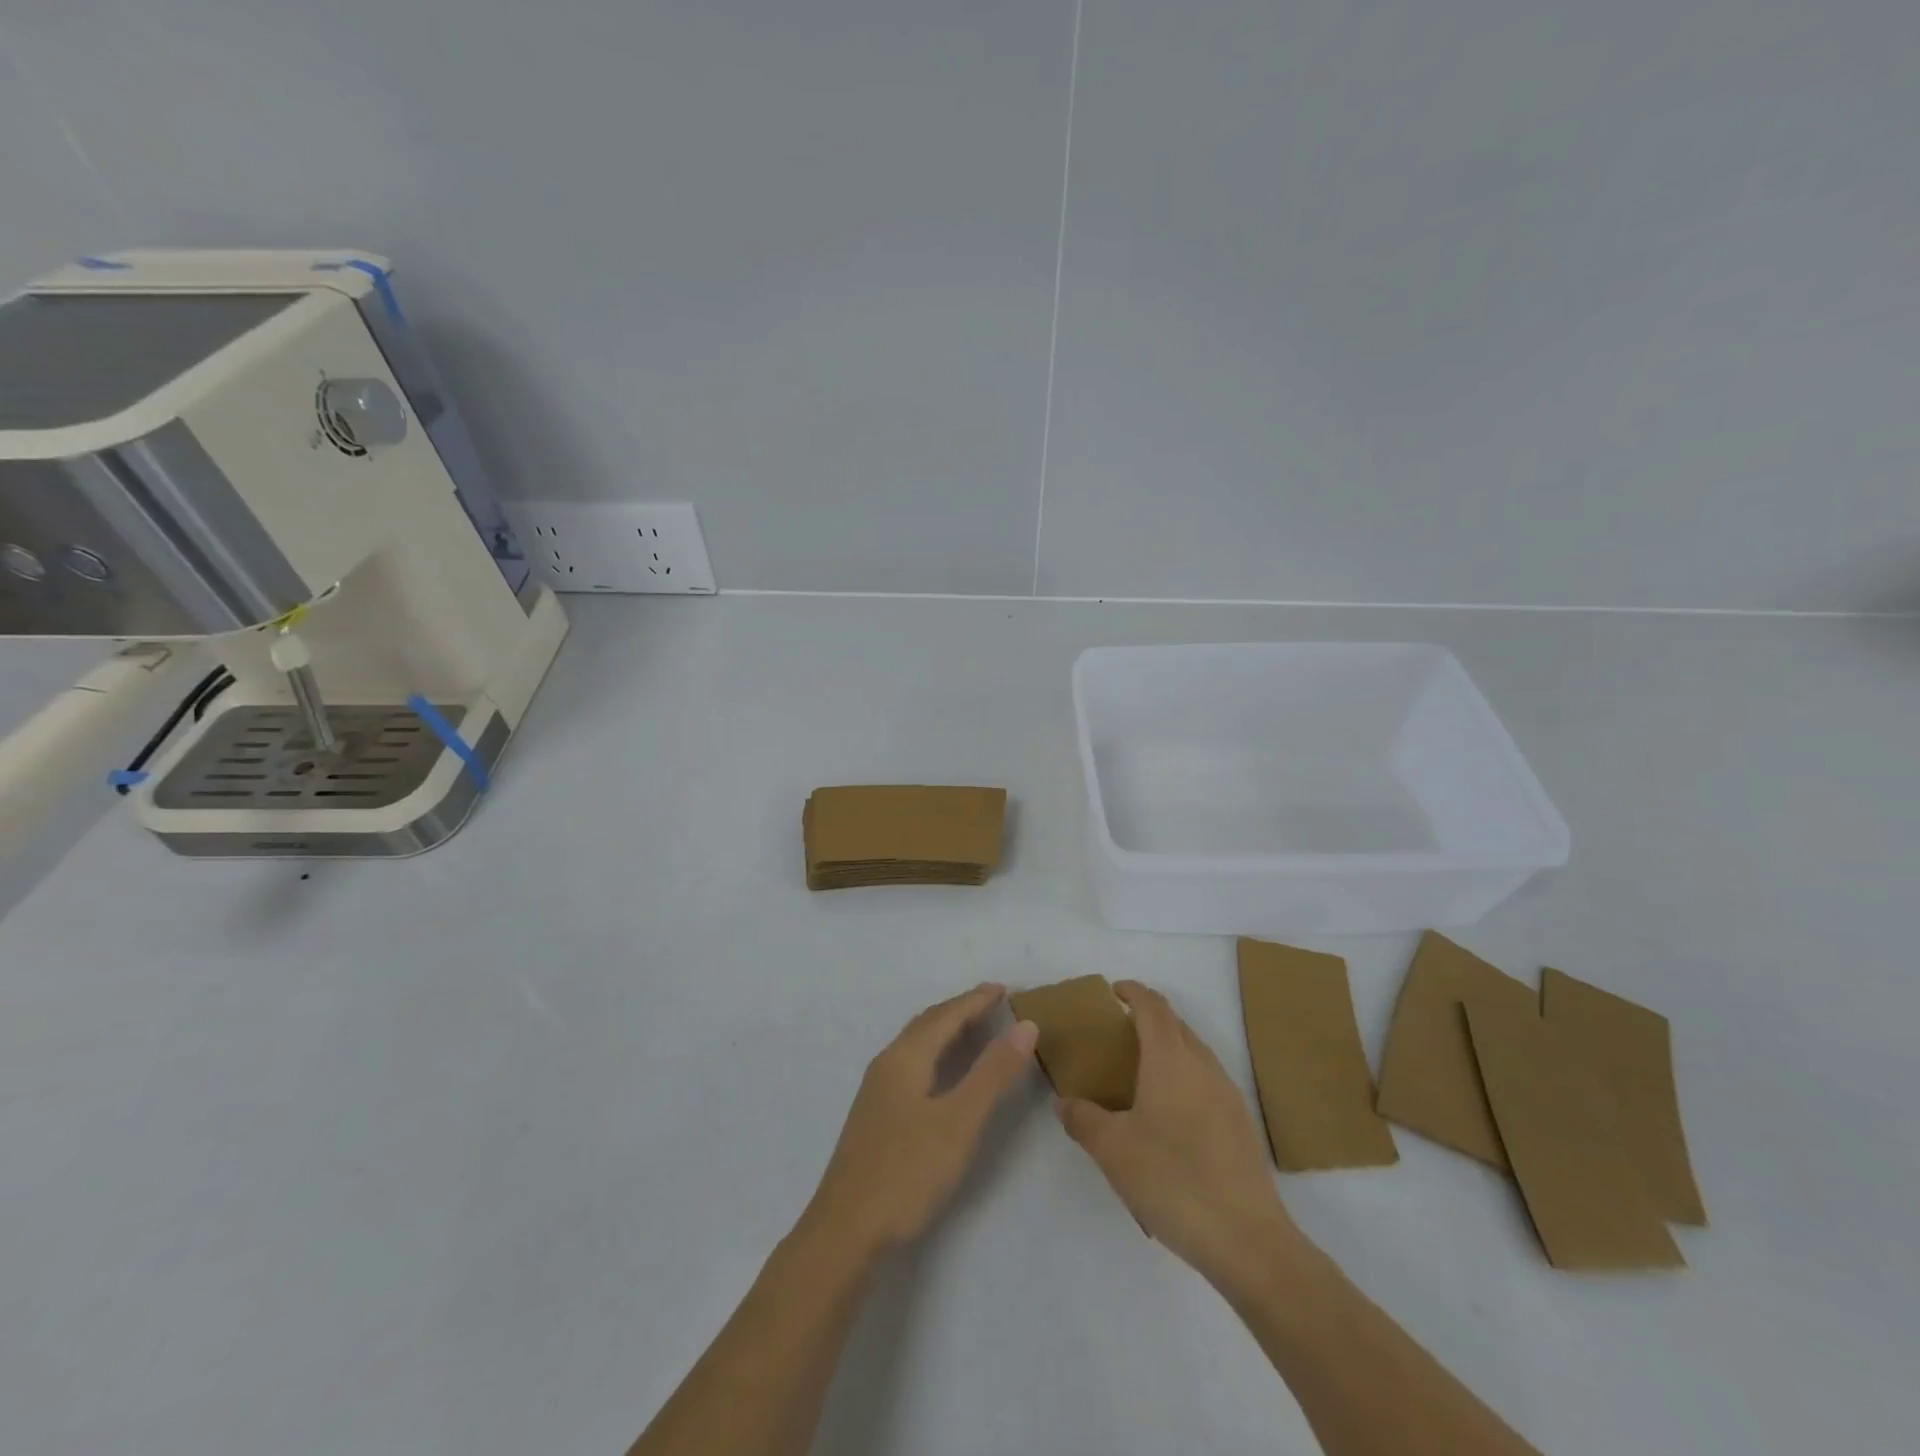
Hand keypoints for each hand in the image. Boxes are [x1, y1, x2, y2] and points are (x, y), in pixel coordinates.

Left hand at [805, 983, 1037, 1253]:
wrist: (844, 1231)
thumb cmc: (906, 1172)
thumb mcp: (959, 1122)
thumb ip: (993, 1073)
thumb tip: (1025, 1025)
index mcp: (905, 1057)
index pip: (946, 1015)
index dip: (976, 1000)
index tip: (1005, 988)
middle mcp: (888, 1063)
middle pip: (928, 1023)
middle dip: (961, 1009)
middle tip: (993, 1002)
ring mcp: (877, 1090)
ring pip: (917, 1043)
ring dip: (946, 1029)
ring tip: (974, 1028)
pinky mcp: (876, 1114)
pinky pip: (911, 1063)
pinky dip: (935, 1052)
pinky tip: (943, 1073)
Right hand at [1058, 982, 1305, 1289]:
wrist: (1248, 1240)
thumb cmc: (1173, 1179)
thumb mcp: (1113, 1149)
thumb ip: (1082, 1119)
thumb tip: (1064, 1102)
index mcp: (1171, 1058)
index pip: (1152, 1006)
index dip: (1132, 992)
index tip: (1112, 992)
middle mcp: (1203, 1065)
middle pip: (1175, 1024)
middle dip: (1147, 1018)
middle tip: (1116, 1033)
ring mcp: (1227, 1094)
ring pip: (1194, 1052)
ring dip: (1167, 1047)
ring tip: (1138, 1071)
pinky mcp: (1240, 1124)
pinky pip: (1206, 1080)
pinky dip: (1183, 1076)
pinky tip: (1168, 1113)